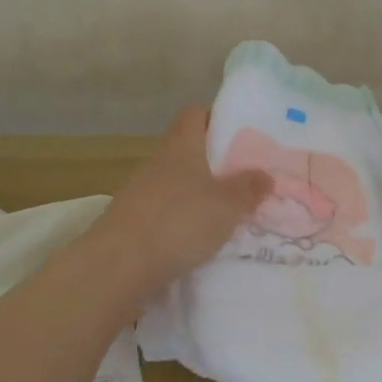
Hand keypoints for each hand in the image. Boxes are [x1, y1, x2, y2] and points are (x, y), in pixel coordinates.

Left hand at [84, 108, 271, 293]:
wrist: (116, 268)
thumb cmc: (178, 222)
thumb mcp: (227, 205)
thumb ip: (248, 188)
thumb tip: (264, 174)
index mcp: (181, 146)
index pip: (194, 114)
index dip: (216, 117)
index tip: (239, 132)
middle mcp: (158, 163)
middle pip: (187, 150)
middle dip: (213, 162)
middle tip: (243, 177)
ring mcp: (139, 193)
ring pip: (175, 184)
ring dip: (197, 194)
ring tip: (225, 213)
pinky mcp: (130, 224)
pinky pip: (163, 213)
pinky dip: (180, 221)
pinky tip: (197, 241)